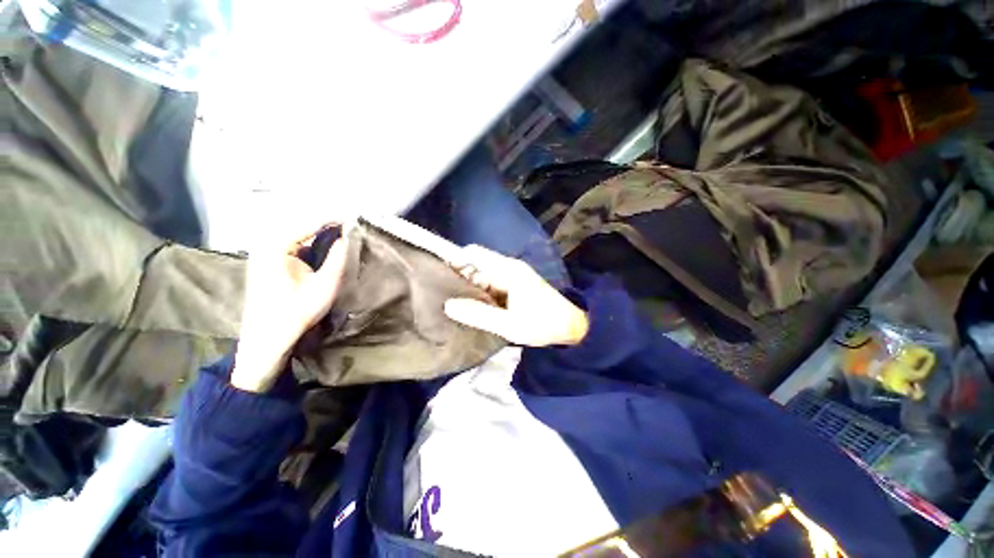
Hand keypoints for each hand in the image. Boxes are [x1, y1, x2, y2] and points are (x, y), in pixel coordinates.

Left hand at [231, 225, 349, 392]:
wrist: (268, 339)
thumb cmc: (297, 311)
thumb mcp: (325, 284)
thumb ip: (338, 258)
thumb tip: (347, 237)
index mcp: (276, 246)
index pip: (308, 223)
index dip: (332, 220)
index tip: (354, 219)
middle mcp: (266, 244)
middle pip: (301, 225)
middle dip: (325, 225)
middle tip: (349, 227)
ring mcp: (264, 254)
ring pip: (296, 235)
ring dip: (317, 234)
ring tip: (340, 235)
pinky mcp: (266, 263)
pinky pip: (291, 245)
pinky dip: (308, 243)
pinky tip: (322, 249)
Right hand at [444, 245, 587, 346]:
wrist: (571, 326)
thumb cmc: (542, 324)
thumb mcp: (509, 325)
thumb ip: (479, 315)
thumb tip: (448, 305)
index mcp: (508, 270)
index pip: (473, 254)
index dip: (454, 261)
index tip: (438, 276)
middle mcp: (508, 267)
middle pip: (476, 263)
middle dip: (459, 276)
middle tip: (443, 295)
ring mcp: (512, 275)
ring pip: (482, 273)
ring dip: (469, 286)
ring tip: (453, 302)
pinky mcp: (514, 283)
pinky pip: (490, 282)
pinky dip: (480, 291)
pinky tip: (472, 305)